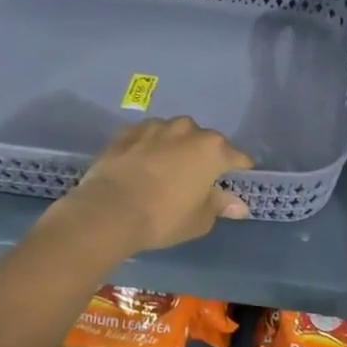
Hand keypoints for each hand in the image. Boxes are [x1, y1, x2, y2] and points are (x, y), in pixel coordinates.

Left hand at [55, 117, 253, 253]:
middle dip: (206, 156)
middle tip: (198, 179)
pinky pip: (147, 136)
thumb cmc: (164, 218)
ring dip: (176, 147)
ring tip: (168, 169)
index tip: (237, 182)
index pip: (237, 157)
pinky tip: (143, 164)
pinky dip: (150, 147)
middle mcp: (187, 130)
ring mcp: (155, 127)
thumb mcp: (200, 219)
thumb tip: (238, 205)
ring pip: (175, 134)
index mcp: (212, 149)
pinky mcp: (127, 132)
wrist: (107, 212)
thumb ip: (220, 205)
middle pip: (205, 141)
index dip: (239, 171)